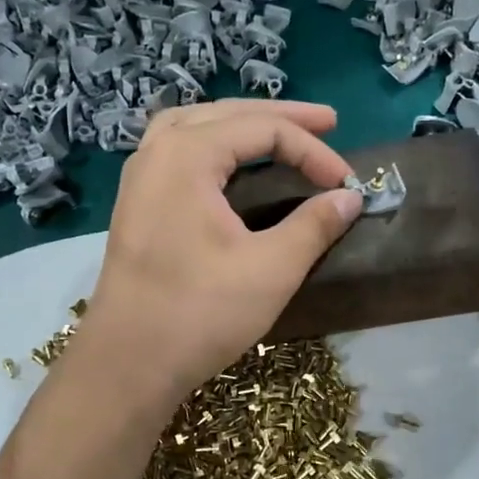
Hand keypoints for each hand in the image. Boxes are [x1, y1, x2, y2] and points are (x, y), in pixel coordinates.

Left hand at [75, 98, 363, 407]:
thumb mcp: (271, 269)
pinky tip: (228, 162)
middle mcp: (157, 152)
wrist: (128, 363)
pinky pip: (177, 149)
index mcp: (187, 155)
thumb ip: (314, 225)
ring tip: (277, 130)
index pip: (263, 131)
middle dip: (282, 118)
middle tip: (329, 123)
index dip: (313, 151)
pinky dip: (212, 143)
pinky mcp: (136, 203)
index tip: (347, 183)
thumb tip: (350, 198)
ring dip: (242, 123)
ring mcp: (140, 177)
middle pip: (228, 114)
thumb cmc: (200, 313)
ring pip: (197, 125)